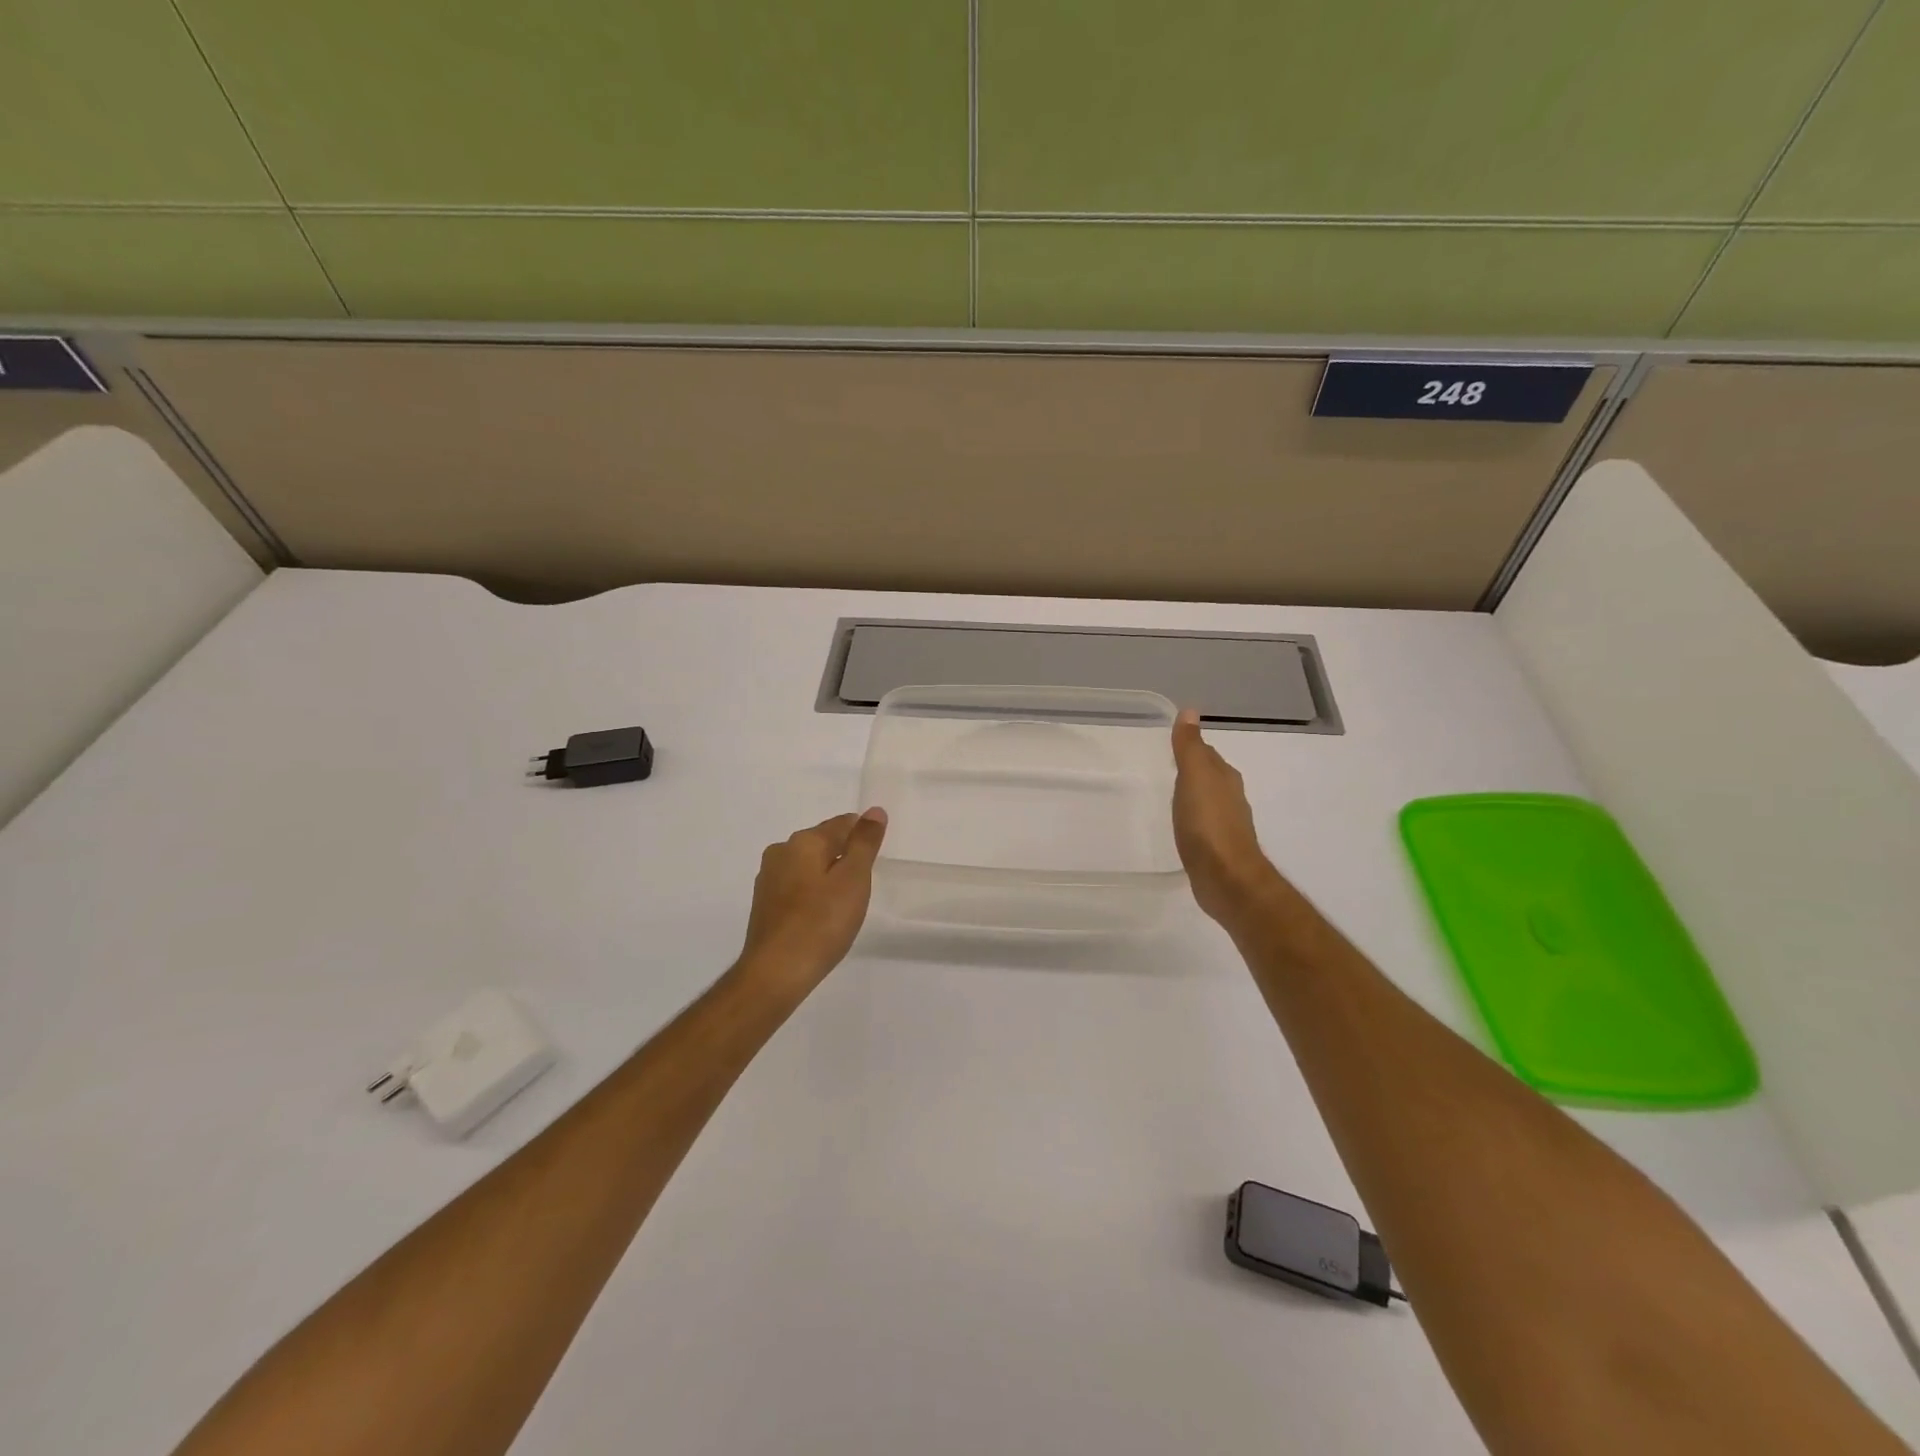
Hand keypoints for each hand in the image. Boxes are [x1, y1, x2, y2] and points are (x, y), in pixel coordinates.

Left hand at [736, 809, 887, 992]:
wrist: (776, 973)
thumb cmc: (821, 922)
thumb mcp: (854, 879)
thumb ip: (865, 843)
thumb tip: (874, 811)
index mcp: (803, 841)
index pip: (841, 824)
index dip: (863, 836)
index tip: (876, 858)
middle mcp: (781, 852)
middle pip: (822, 843)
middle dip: (844, 856)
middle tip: (864, 885)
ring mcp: (768, 880)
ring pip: (808, 866)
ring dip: (827, 876)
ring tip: (845, 904)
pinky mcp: (764, 905)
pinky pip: (796, 888)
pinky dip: (812, 895)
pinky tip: (822, 917)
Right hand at [1172, 709, 1278, 924]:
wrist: (1226, 878)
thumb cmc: (1208, 824)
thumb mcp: (1194, 777)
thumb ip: (1190, 746)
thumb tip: (1190, 710)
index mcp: (1224, 778)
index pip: (1207, 754)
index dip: (1191, 748)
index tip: (1171, 746)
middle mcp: (1230, 798)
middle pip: (1210, 777)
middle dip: (1192, 772)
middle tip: (1166, 768)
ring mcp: (1226, 825)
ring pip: (1207, 801)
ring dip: (1193, 797)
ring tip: (1171, 797)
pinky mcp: (1218, 849)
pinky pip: (1203, 826)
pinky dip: (1193, 821)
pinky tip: (1182, 828)